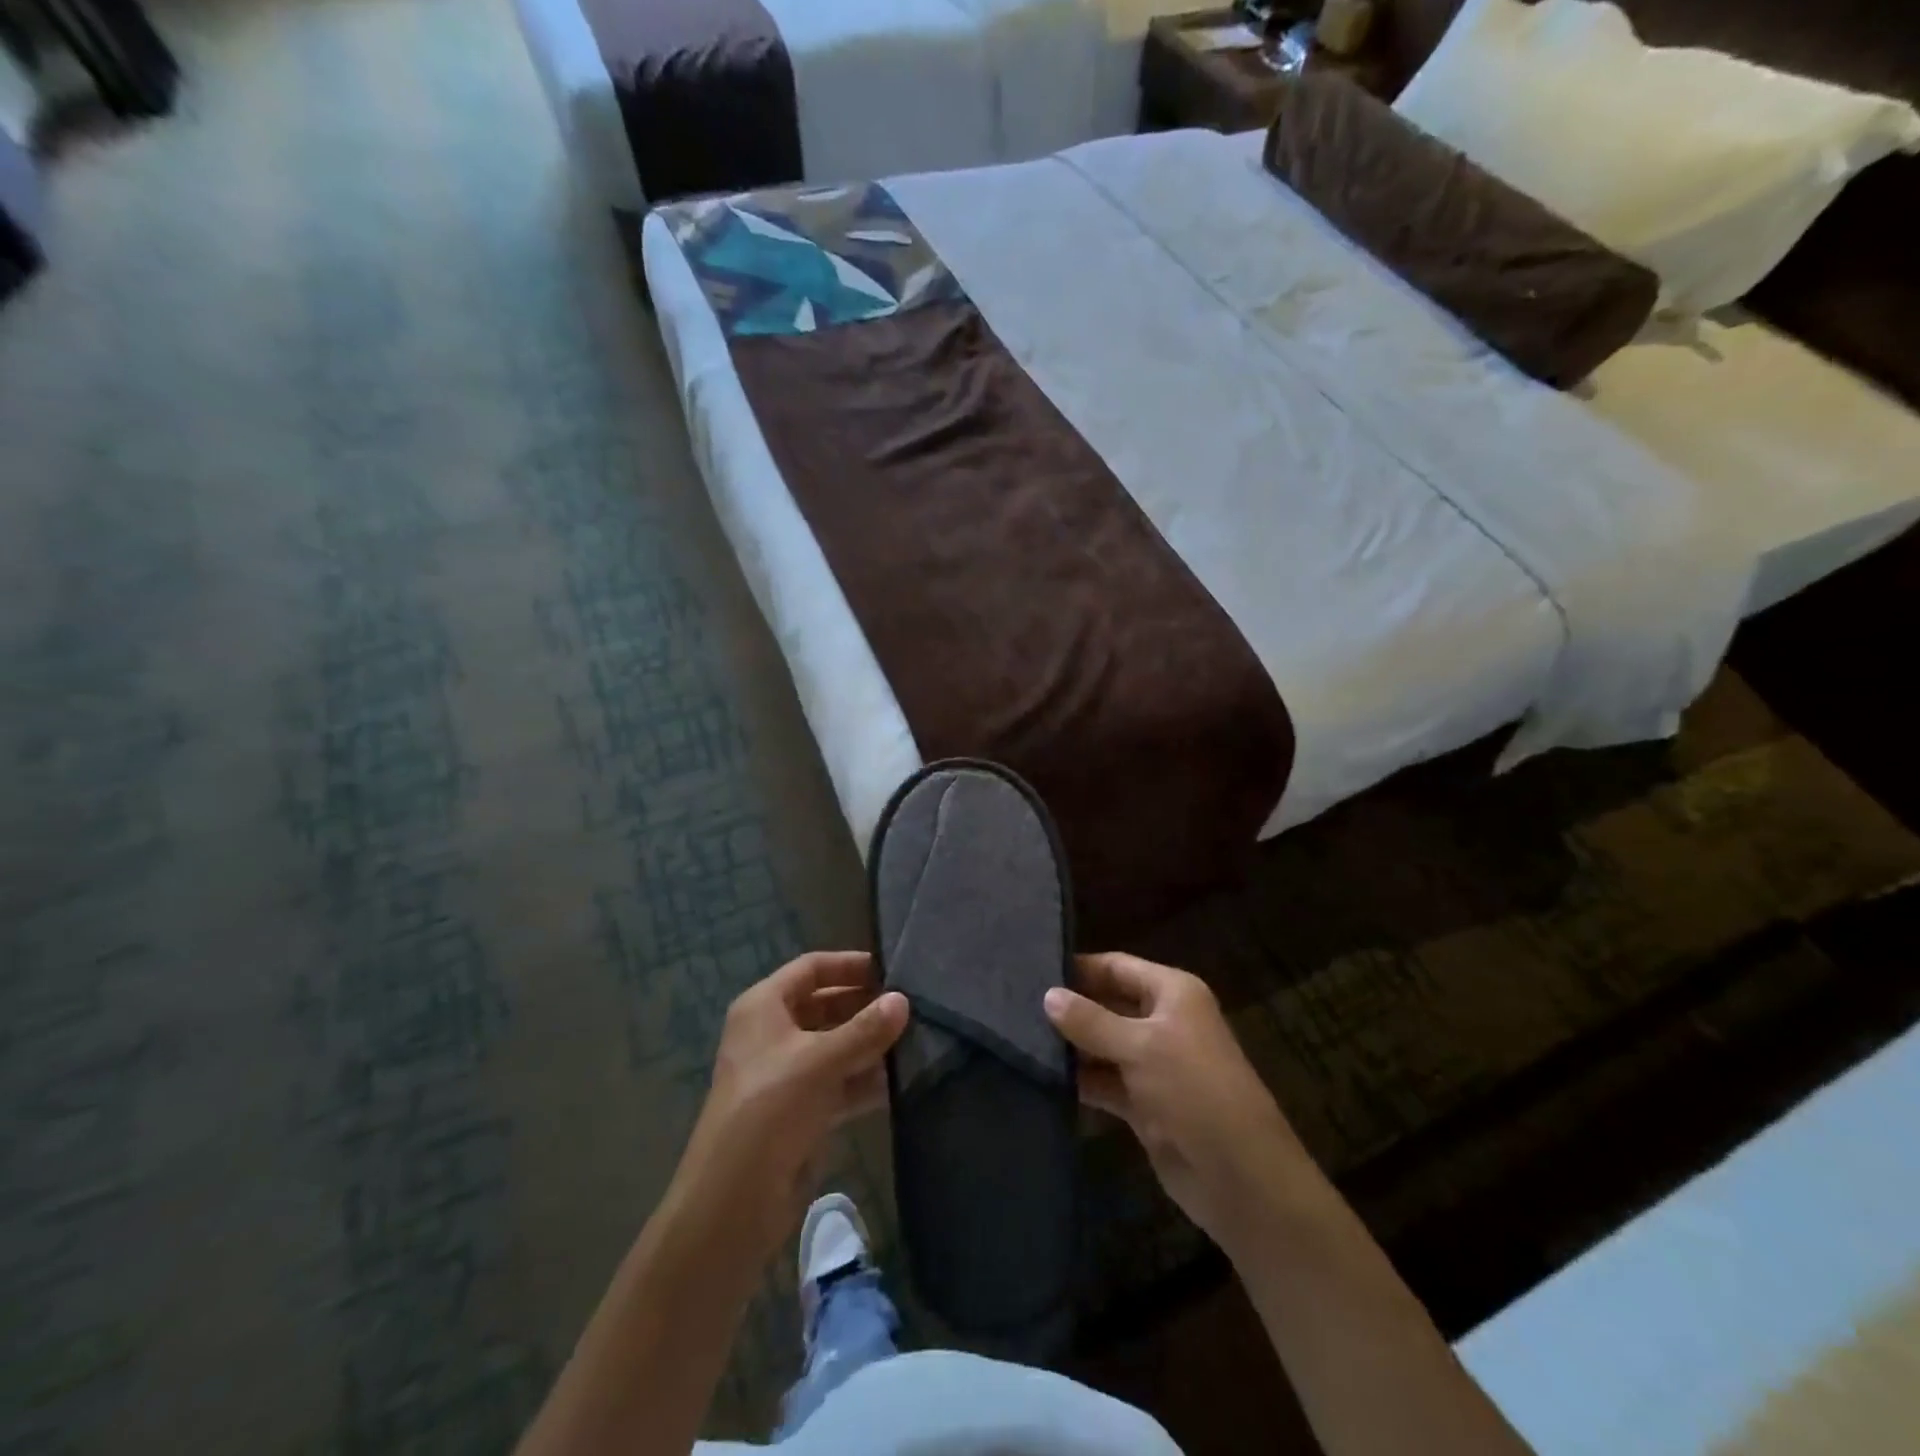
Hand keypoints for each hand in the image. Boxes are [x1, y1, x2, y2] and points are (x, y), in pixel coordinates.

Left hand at [674, 952, 908, 1261]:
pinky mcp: (801, 1110)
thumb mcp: (821, 1060)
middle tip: (911, 1007)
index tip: (891, 969)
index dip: (849, 965)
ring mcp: (787, 1073)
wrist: (735, 1199)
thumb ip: (866, 1029)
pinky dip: (864, 1080)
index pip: (811, 968)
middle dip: (865, 1006)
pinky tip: (900, 1081)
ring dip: (870, 1045)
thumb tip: (903, 1000)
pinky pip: (839, 1082)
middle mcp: (773, 1033)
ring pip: (835, 1046)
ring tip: (916, 1040)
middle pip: (825, 1006)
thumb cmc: (772, 1107)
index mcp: (764, 1007)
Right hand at [1044, 953, 1308, 1255]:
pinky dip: (1080, 1080)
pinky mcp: (1144, 1103)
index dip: (1078, 967)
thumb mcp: (1141, 1047)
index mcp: (1172, 993)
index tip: (1030, 968)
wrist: (1240, 1177)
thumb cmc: (1195, 1091)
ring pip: (1102, 1044)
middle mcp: (1163, 1021)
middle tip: (1013, 1004)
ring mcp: (1153, 1064)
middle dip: (1069, 1006)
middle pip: (1107, 1003)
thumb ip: (1091, 1021)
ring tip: (1016, 1038)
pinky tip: (1041, 1076)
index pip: (1116, 966)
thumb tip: (1048, 995)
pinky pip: (1104, 1081)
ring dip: (1070, 1045)